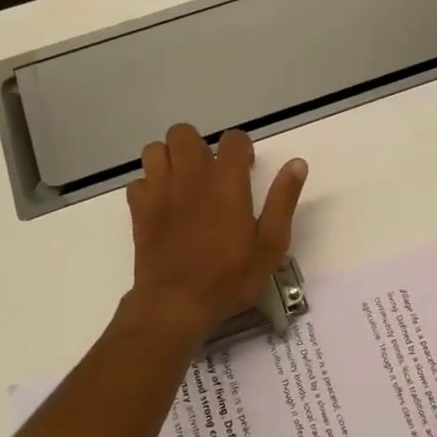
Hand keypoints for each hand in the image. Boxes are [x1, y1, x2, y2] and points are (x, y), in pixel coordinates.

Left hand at [125, 124, 307, 341]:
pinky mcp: (139, 209)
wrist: (176, 303)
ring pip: (155, 150)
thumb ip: (282, 200)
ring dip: (169, 160)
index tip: (246, 169)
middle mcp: (190, 175)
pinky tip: (162, 205)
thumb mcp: (270, 244)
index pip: (233, 139)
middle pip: (184, 134)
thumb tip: (297, 163)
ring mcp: (160, 190)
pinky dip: (150, 187)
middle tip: (210, 173)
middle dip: (198, 146)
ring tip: (183, 183)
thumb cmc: (229, 276)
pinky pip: (139, 181)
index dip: (241, 149)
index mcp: (226, 180)